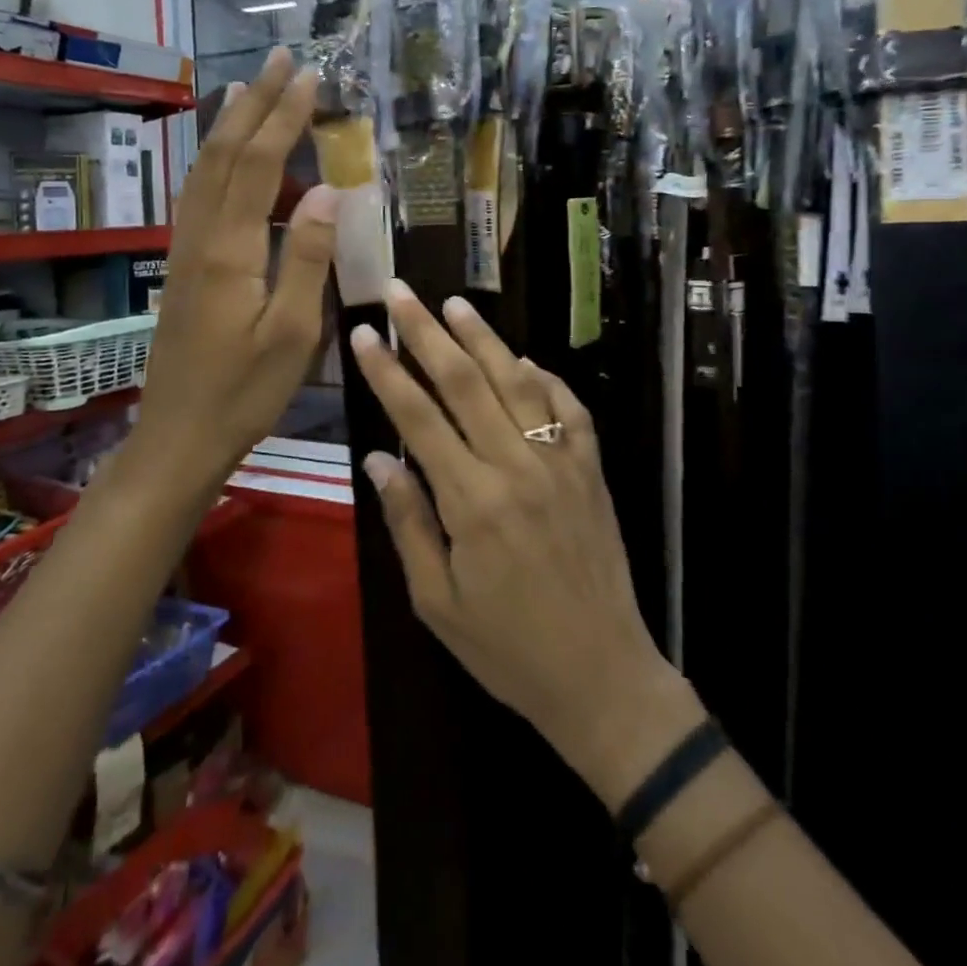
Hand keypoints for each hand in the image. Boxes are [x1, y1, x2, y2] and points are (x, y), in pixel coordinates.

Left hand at [132, 47, 335, 499]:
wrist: (179, 435)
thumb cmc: (244, 392)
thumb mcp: (292, 334)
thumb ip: (306, 259)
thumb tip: (328, 191)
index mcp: (230, 250)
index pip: (260, 165)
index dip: (284, 116)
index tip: (309, 76)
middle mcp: (201, 237)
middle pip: (225, 155)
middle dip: (254, 103)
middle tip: (280, 60)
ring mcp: (187, 251)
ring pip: (206, 171)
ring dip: (230, 125)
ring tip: (250, 87)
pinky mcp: (186, 267)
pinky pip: (199, 195)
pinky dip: (217, 160)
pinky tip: (228, 157)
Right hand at [350, 282, 701, 803]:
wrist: (601, 674)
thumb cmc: (507, 649)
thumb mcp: (437, 602)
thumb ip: (408, 523)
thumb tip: (377, 457)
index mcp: (472, 502)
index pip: (419, 418)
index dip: (388, 371)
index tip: (365, 333)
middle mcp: (517, 467)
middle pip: (466, 382)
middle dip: (428, 332)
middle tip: (401, 291)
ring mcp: (561, 463)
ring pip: (518, 382)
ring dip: (485, 339)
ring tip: (456, 303)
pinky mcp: (592, 470)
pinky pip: (570, 409)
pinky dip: (547, 378)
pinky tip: (524, 360)